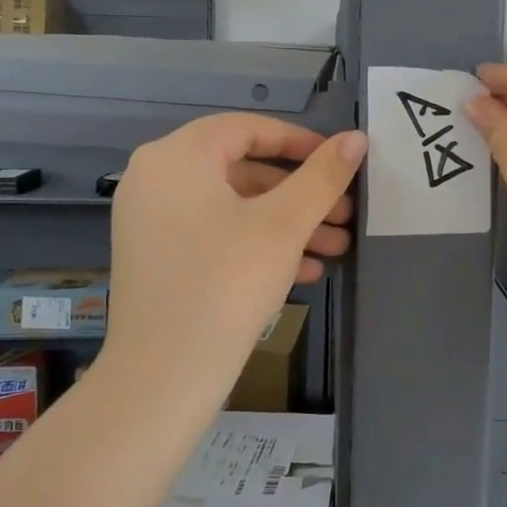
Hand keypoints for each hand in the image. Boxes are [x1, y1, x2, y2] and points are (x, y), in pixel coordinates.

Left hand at [103, 114, 366, 397]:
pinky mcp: (156, 256)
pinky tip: (304, 270)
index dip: (300, 142)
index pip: (248, 129)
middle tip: (346, 214)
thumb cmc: (227, 283)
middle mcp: (156, 177)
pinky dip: (256, 244)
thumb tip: (356, 138)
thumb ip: (323, 176)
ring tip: (337, 247)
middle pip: (242, 170)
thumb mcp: (284, 225)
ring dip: (286, 223)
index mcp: (178, 156)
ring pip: (232, 207)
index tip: (340, 162)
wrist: (163, 377)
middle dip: (300, 194)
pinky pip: (213, 234)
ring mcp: (150, 219)